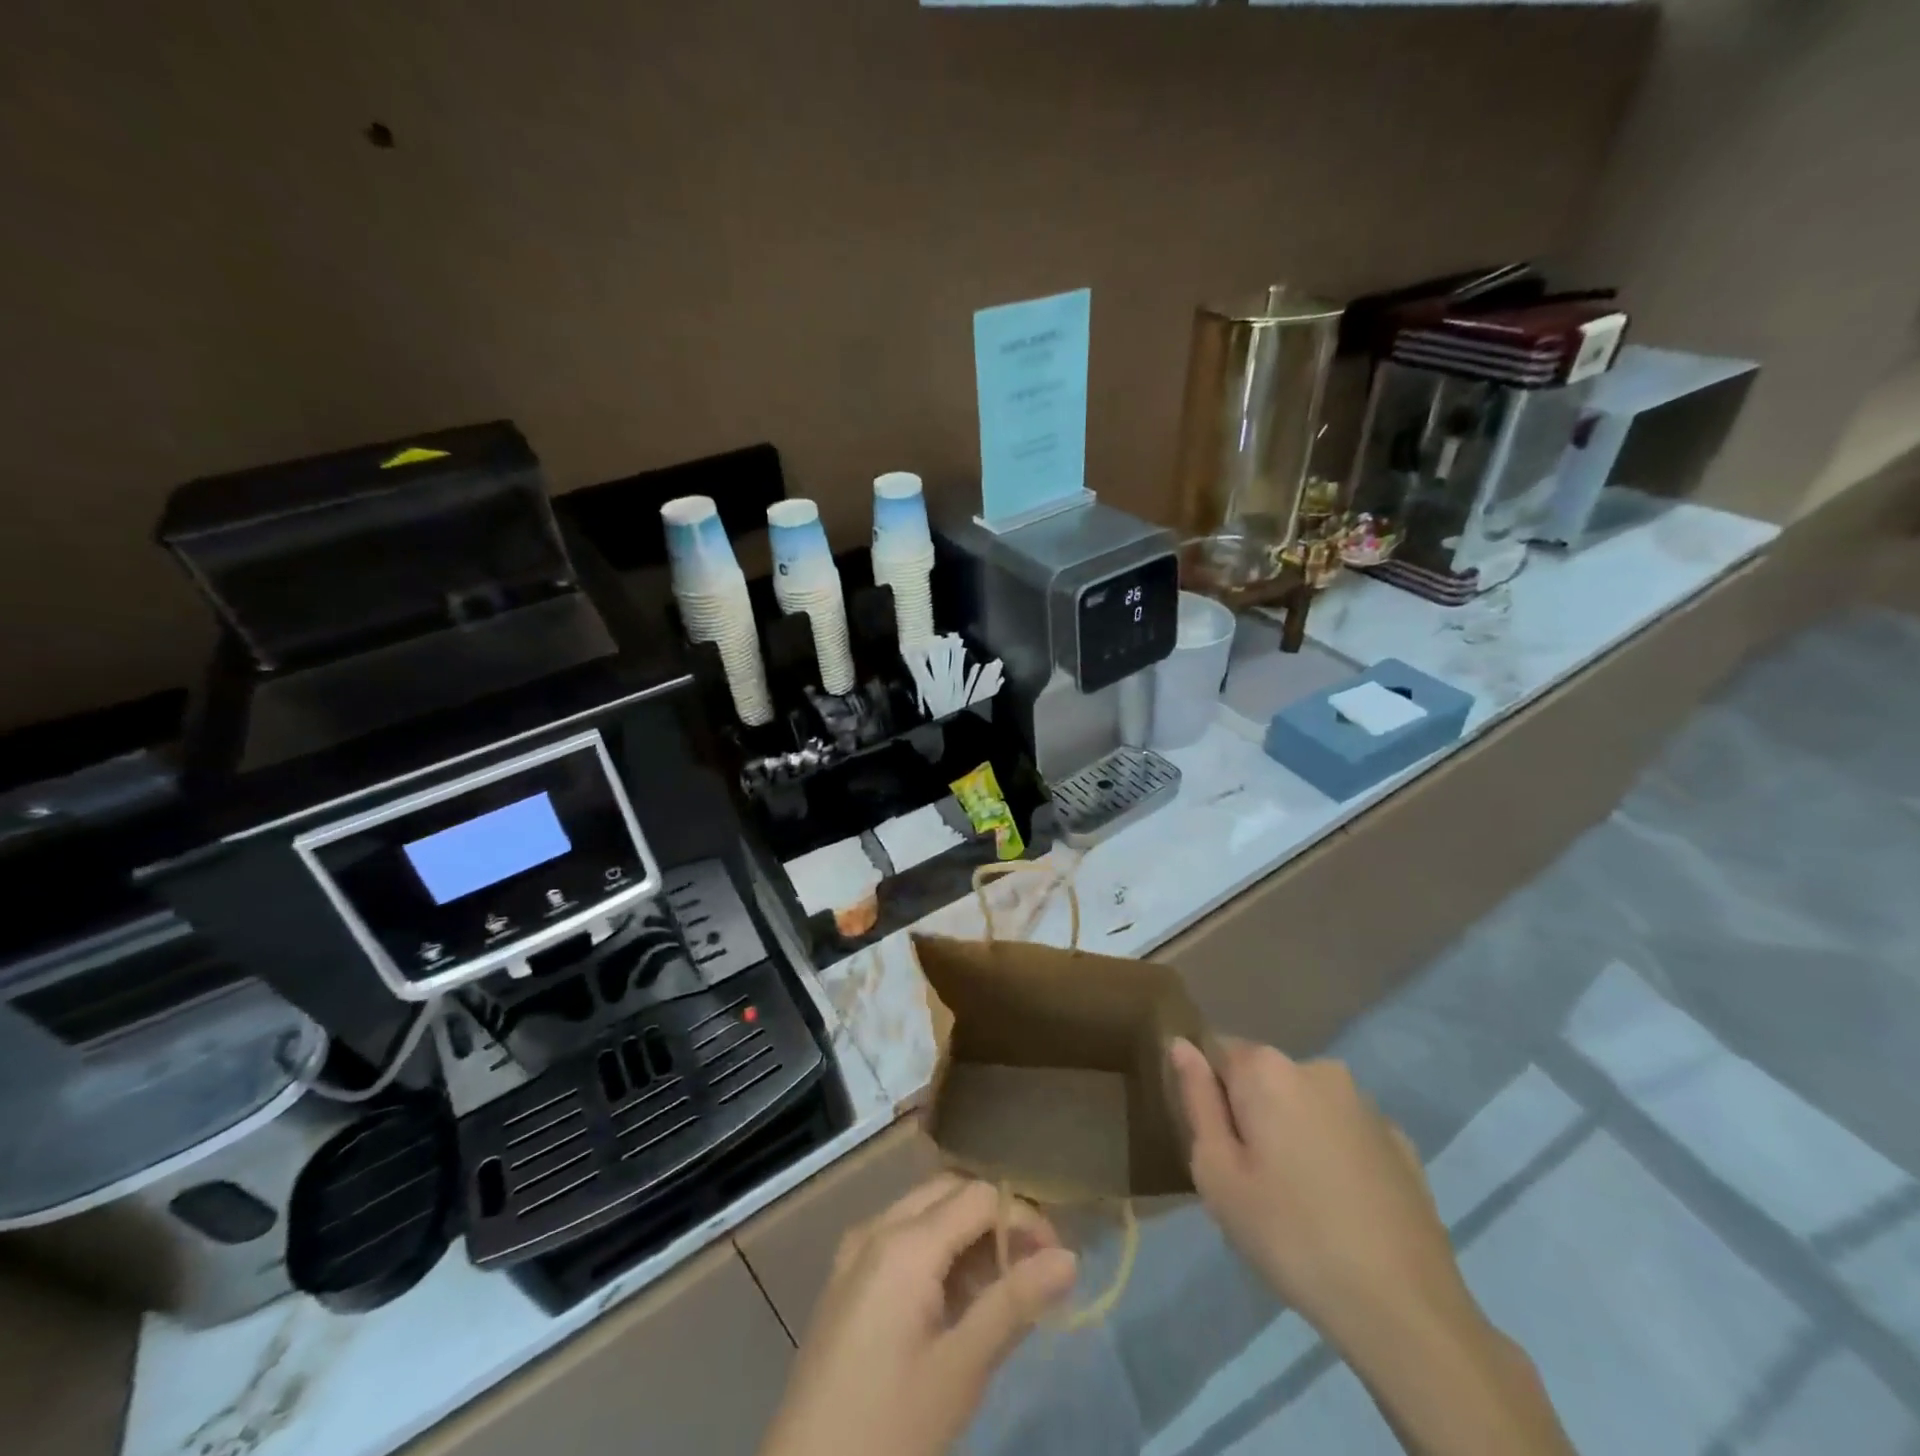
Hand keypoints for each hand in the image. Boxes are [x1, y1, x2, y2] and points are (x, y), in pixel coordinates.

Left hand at [759, 1173, 1078, 1455]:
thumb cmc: (890, 1425)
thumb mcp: (960, 1369)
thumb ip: (1015, 1304)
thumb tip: (1069, 1257)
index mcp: (904, 1241)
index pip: (980, 1196)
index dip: (1023, 1218)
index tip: (1055, 1262)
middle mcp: (877, 1227)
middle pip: (950, 1192)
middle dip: (995, 1220)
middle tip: (1031, 1270)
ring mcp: (856, 1250)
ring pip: (925, 1211)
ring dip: (966, 1235)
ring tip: (999, 1290)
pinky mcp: (846, 1277)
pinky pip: (899, 1237)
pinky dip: (936, 1251)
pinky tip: (954, 1300)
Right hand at [1169, 1038, 1573, 1455]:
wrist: (1404, 1309)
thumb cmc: (1290, 1235)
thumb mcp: (1217, 1173)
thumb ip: (1196, 1100)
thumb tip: (1181, 1044)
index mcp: (1267, 1068)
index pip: (1216, 1052)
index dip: (1209, 1095)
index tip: (1217, 1145)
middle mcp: (1318, 1068)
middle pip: (1263, 1077)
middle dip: (1251, 1114)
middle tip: (1251, 1181)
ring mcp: (1365, 1103)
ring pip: (1305, 1104)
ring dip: (1293, 1133)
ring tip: (1297, 1201)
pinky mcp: (1401, 1142)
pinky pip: (1345, 1132)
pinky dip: (1333, 1155)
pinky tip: (1340, 1208)